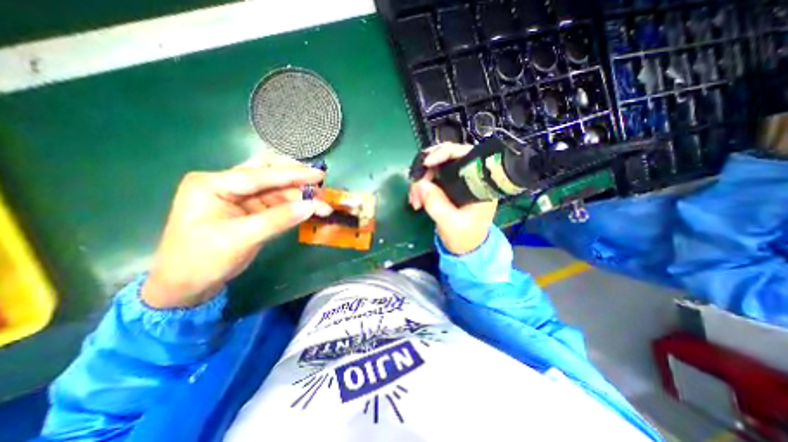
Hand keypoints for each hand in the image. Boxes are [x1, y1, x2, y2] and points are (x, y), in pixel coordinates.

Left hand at [143, 158, 330, 308]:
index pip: (259, 175)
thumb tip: (311, 206)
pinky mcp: (249, 210)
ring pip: (275, 189)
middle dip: (296, 179)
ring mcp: (239, 197)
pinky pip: (276, 203)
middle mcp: (226, 184)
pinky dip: (294, 205)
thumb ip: (278, 219)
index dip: (293, 175)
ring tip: (321, 202)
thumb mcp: (241, 238)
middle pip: (268, 174)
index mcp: (213, 184)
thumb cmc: (203, 259)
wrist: (186, 285)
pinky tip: (308, 208)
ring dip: (299, 194)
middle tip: (320, 185)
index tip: (319, 175)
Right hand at [409, 144, 493, 255]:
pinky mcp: (449, 188)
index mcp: (481, 184)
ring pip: (436, 169)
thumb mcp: (450, 222)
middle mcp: (471, 178)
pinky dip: (421, 186)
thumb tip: (420, 183)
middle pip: (448, 158)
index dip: (445, 152)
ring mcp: (459, 182)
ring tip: (414, 200)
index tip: (427, 162)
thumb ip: (436, 203)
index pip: (466, 155)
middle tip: (415, 186)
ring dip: (421, 180)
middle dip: (427, 170)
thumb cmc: (464, 237)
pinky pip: (432, 179)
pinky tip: (416, 199)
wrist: (465, 249)